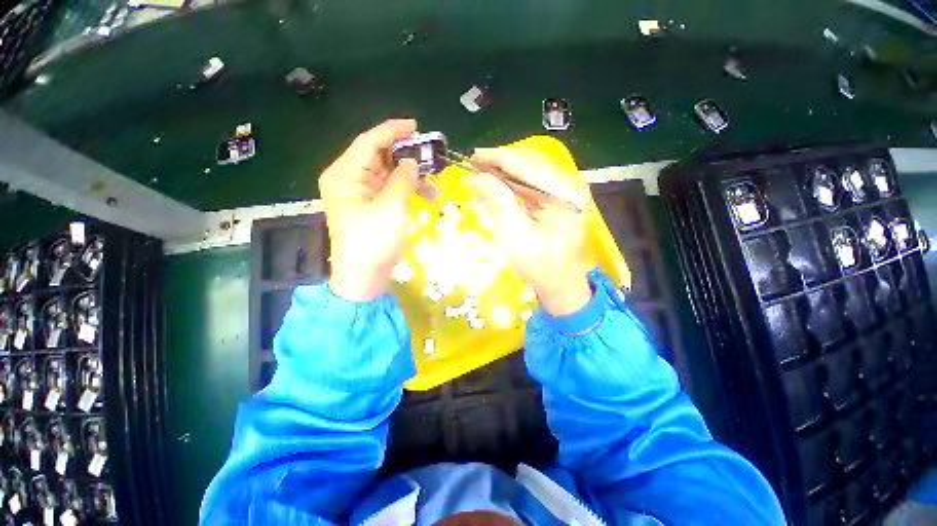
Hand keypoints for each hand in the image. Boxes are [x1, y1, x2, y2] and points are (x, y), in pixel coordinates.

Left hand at [319, 119, 419, 301]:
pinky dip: (405, 189)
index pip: (368, 143)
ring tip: (431, 178)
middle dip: (403, 153)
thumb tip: (412, 162)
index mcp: (344, 175)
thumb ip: (403, 179)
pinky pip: (389, 189)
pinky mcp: (370, 207)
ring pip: (386, 173)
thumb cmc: (374, 241)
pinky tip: (424, 194)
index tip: (415, 125)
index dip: (392, 131)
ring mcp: (359, 194)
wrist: (364, 277)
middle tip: (428, 152)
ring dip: (408, 174)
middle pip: (377, 156)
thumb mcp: (392, 207)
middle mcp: (349, 180)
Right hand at [471, 148, 592, 315]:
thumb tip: (479, 177)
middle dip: (499, 163)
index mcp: (564, 191)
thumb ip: (498, 201)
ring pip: (528, 173)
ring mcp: (563, 192)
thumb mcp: (514, 234)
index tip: (473, 155)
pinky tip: (495, 186)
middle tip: (473, 164)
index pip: (527, 164)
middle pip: (529, 164)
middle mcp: (568, 185)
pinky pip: (530, 186)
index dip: (498, 158)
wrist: (559, 285)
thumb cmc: (539, 265)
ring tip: (480, 173)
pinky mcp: (556, 201)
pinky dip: (511, 185)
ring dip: (503, 173)